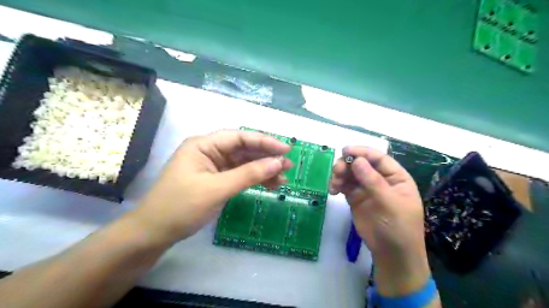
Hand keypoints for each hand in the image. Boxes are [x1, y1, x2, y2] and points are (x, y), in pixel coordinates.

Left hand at [131, 130, 293, 244]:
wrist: (155, 233)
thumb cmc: (181, 207)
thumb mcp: (217, 189)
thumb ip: (248, 174)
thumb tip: (277, 163)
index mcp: (204, 145)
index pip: (239, 137)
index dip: (264, 142)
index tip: (285, 150)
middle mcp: (210, 151)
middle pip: (243, 149)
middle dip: (266, 157)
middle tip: (288, 166)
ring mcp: (213, 166)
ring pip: (244, 163)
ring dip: (263, 170)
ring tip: (282, 179)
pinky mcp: (216, 180)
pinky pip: (239, 175)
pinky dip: (254, 180)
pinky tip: (269, 185)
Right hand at [327, 147, 430, 295]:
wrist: (391, 254)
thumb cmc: (398, 228)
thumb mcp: (390, 204)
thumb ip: (373, 181)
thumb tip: (357, 160)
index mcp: (395, 177)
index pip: (378, 158)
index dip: (362, 152)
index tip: (345, 151)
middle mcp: (380, 179)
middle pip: (361, 163)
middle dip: (348, 164)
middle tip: (337, 171)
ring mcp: (366, 189)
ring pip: (350, 173)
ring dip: (340, 174)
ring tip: (334, 184)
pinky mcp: (355, 198)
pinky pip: (344, 185)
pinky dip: (337, 184)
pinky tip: (333, 190)